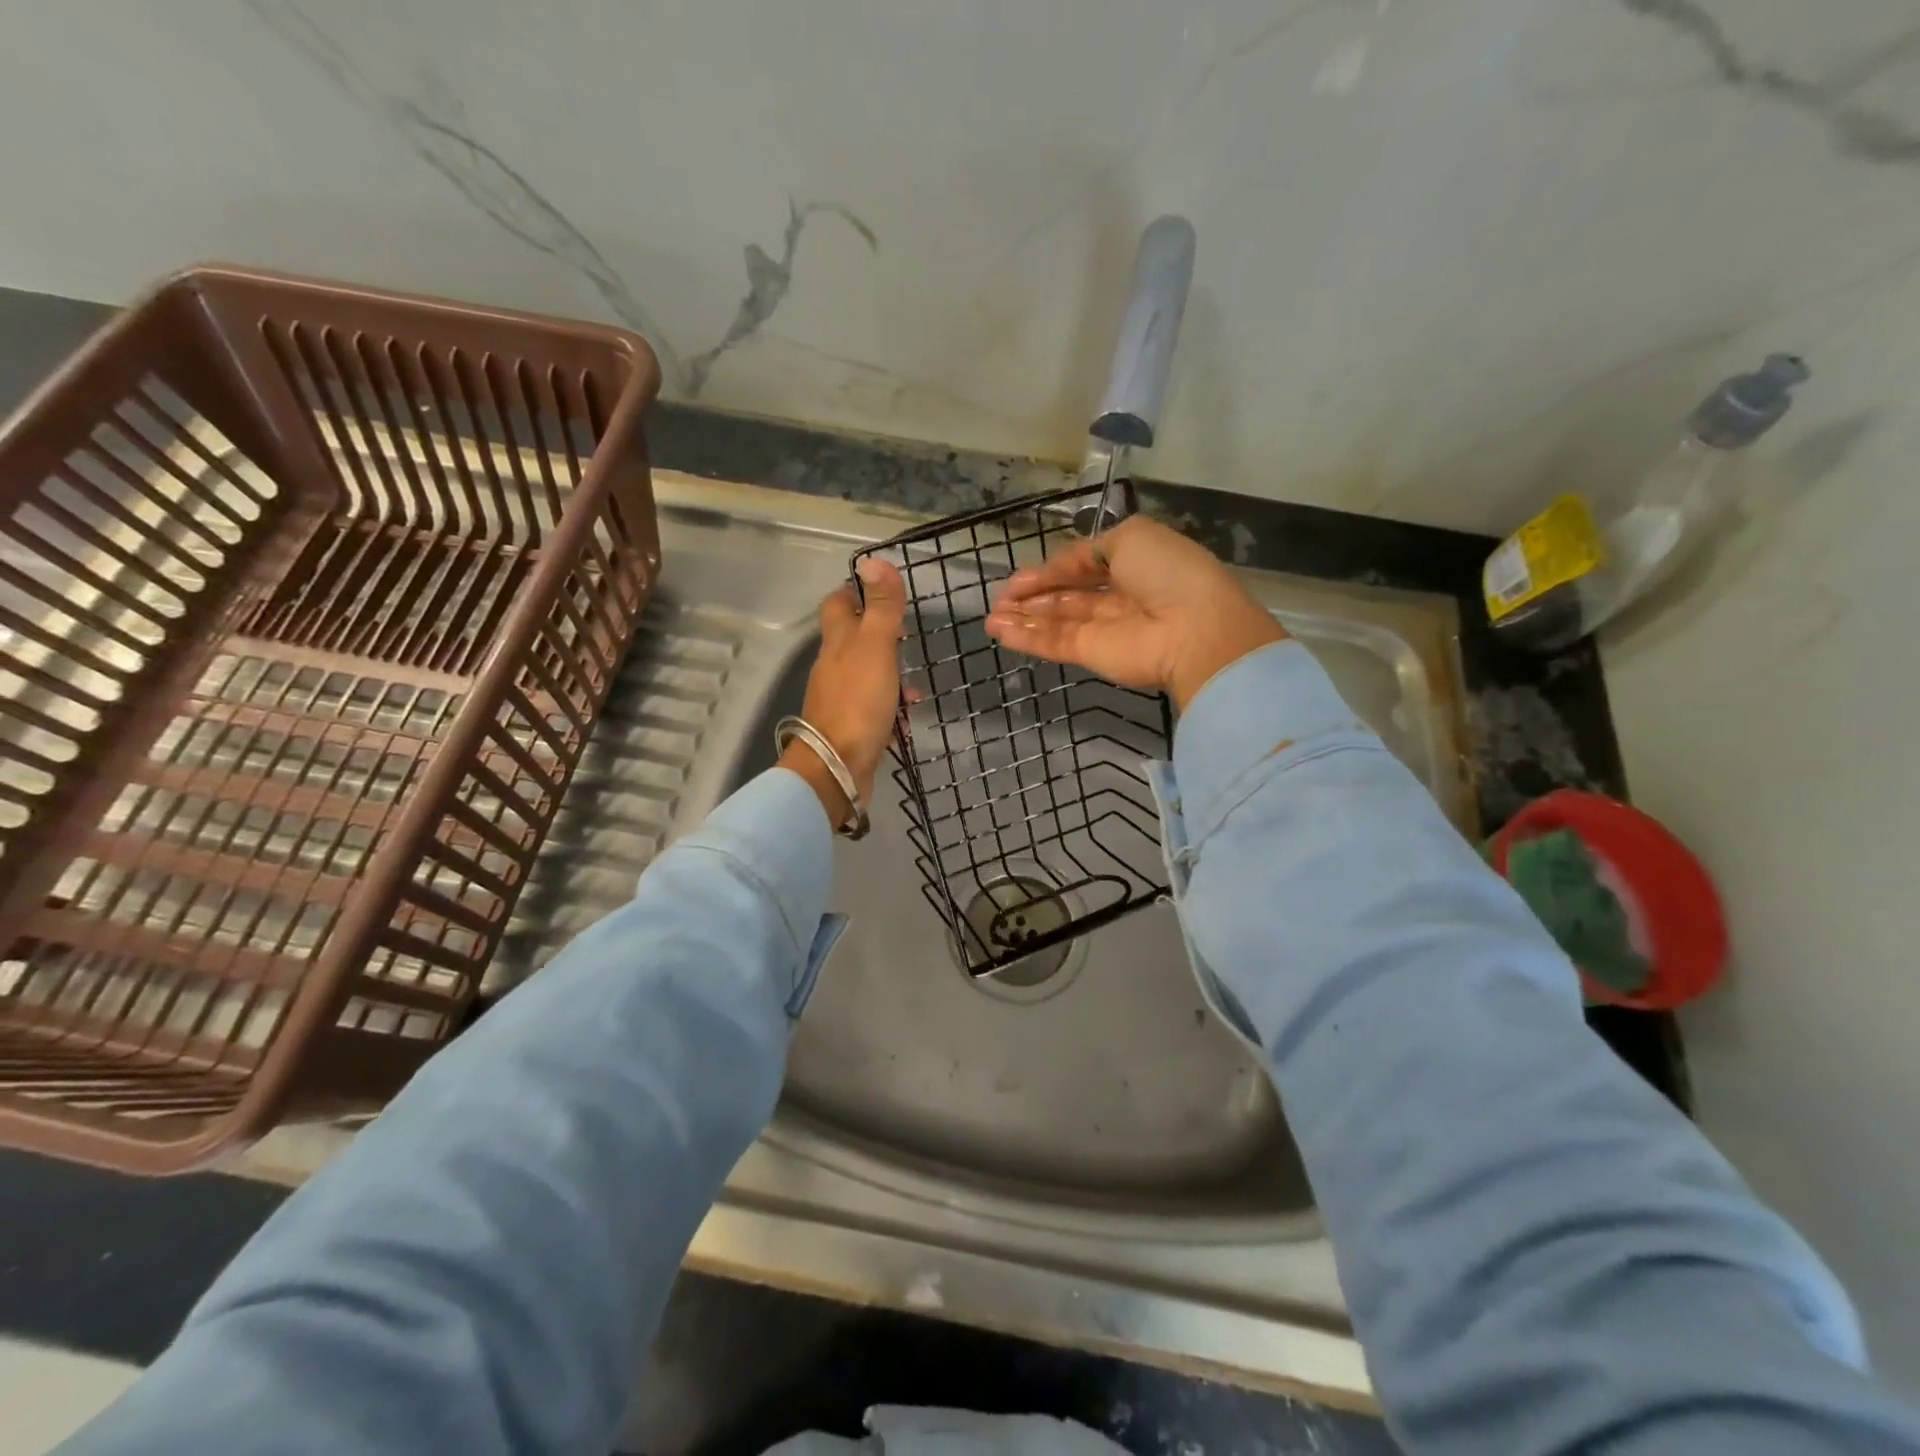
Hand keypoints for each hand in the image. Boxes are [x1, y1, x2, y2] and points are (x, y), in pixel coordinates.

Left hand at [781, 557, 908, 827]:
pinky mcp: (850, 725)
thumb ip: (880, 607)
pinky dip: (890, 702)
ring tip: (915, 680)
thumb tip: (873, 560)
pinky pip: (872, 704)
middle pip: (851, 638)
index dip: (857, 592)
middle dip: (878, 633)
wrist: (837, 767)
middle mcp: (833, 666)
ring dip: (889, 671)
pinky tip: (908, 712)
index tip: (883, 592)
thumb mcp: (876, 647)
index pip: (838, 603)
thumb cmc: (858, 702)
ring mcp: (840, 697)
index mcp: (837, 642)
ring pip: (865, 672)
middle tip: (906, 635)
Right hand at [984, 516, 1284, 709]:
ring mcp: (1105, 629)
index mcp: (1134, 565)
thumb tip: (1066, 565)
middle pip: (1067, 596)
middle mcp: (1119, 597)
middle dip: (1033, 596)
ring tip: (991, 618)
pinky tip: (999, 631)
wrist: (1193, 629)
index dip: (1052, 569)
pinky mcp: (1092, 655)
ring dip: (1023, 618)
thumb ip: (1092, 549)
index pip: (1084, 566)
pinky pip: (1054, 643)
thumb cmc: (1167, 573)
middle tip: (1000, 599)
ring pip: (1056, 621)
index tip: (1020, 576)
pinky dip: (1026, 637)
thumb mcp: (1132, 537)